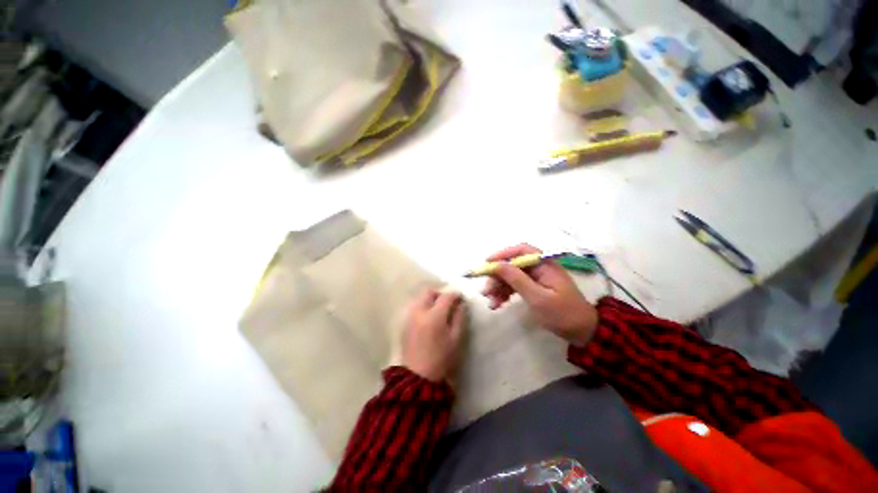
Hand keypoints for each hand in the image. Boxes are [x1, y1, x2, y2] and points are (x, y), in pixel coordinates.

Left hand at [402, 289, 466, 381]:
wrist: (418, 376)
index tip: (460, 298)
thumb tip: (461, 304)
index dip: (455, 295)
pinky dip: (422, 306)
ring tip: (438, 310)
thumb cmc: (441, 359)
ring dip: (430, 299)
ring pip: (420, 298)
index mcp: (434, 316)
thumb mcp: (456, 339)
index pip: (446, 296)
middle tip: (448, 302)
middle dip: (440, 293)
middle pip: (429, 292)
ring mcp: (410, 316)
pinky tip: (428, 318)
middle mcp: (420, 312)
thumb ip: (459, 318)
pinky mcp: (404, 322)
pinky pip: (414, 306)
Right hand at [481, 244, 597, 345]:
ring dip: (499, 287)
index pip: (520, 251)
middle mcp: (539, 268)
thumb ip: (516, 279)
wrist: (583, 332)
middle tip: (485, 291)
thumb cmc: (562, 314)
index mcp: (544, 264)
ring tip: (491, 302)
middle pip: (513, 265)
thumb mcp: (537, 297)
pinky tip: (498, 304)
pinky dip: (506, 293)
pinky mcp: (535, 288)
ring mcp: (537, 278)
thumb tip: (497, 264)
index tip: (487, 263)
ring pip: (512, 277)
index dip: (502, 254)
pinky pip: (516, 286)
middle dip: (497, 277)